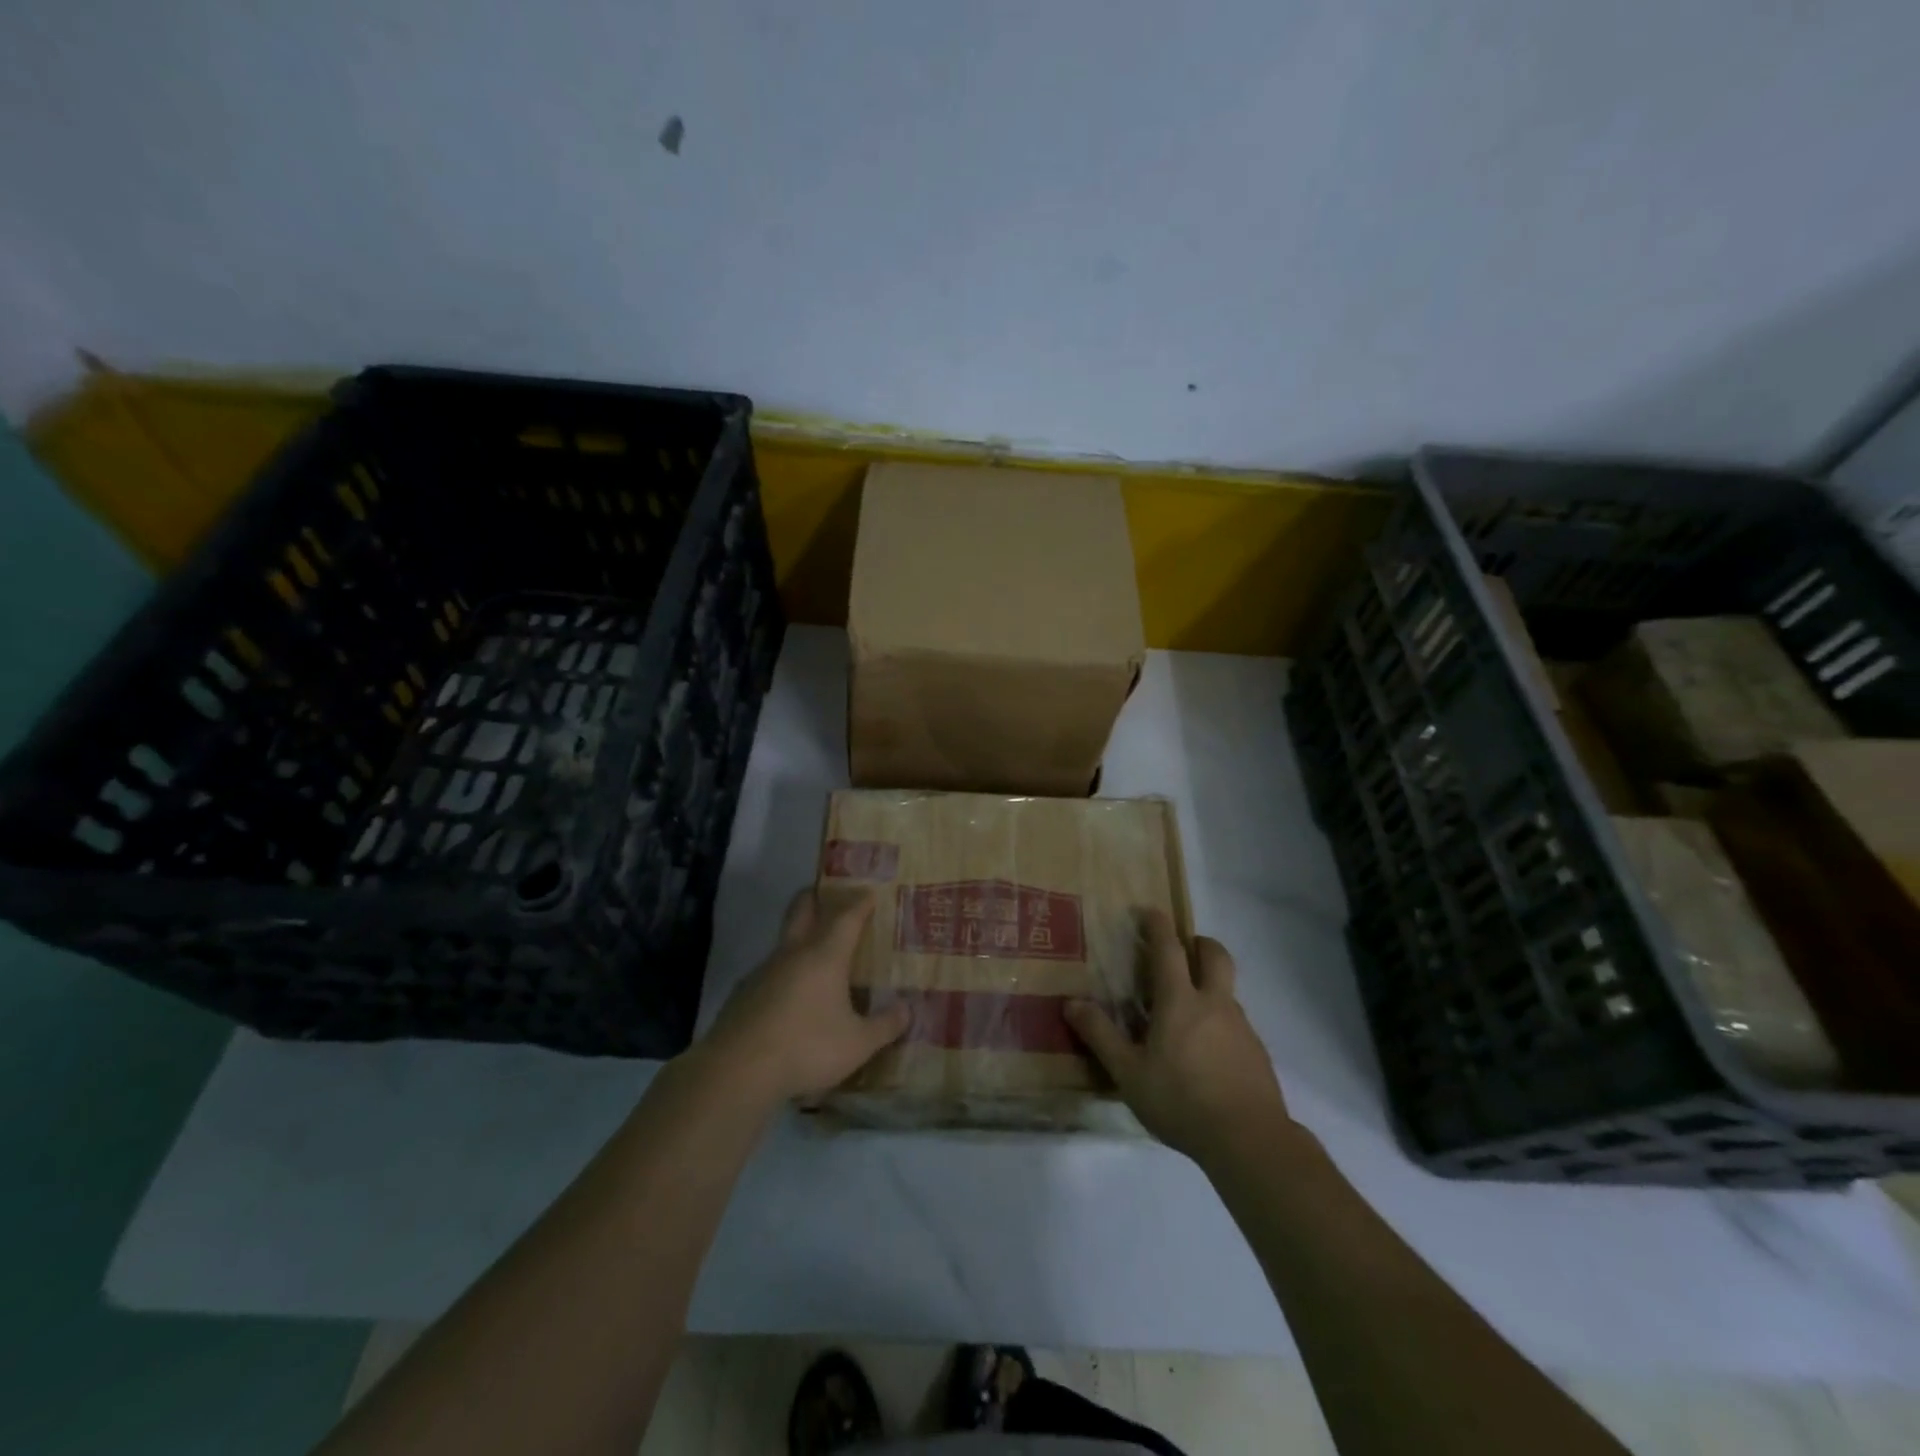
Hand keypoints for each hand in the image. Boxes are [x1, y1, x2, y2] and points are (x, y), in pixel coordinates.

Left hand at [702, 887, 910, 1104]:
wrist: (736, 1071)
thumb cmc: (806, 1048)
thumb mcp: (857, 1044)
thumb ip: (885, 1026)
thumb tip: (908, 1009)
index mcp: (825, 956)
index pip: (847, 917)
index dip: (860, 903)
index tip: (870, 892)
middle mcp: (793, 953)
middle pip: (802, 910)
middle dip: (816, 897)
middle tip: (829, 895)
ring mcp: (763, 972)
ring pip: (784, 942)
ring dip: (800, 939)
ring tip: (817, 956)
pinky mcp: (743, 994)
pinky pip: (770, 973)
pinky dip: (784, 973)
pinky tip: (791, 998)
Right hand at [1064, 912, 1294, 1170]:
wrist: (1250, 1141)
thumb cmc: (1182, 1100)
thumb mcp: (1128, 1073)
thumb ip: (1100, 1036)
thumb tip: (1071, 1003)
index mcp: (1180, 1001)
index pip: (1169, 948)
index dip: (1158, 925)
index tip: (1149, 912)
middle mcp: (1214, 1003)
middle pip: (1215, 955)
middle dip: (1199, 943)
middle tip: (1182, 949)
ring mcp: (1241, 1026)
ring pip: (1227, 989)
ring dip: (1209, 983)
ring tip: (1186, 1010)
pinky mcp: (1256, 1052)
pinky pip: (1235, 1021)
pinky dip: (1219, 1019)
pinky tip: (1205, 1052)